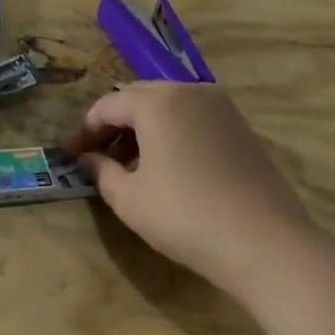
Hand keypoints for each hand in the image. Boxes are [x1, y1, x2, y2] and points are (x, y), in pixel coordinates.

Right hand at [65, 82, 316, 296]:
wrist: (265, 242)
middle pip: (139, 98)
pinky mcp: (242, 128)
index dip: (84, 131)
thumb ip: (101, 171)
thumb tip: (88, 159)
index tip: (69, 156)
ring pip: (169, 107)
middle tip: (96, 157)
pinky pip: (193, 120)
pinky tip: (166, 168)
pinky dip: (171, 134)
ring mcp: (222, 108)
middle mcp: (191, 92)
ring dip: (142, 129)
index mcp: (159, 101)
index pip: (107, 105)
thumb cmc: (185, 216)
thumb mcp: (129, 198)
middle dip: (113, 125)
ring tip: (129, 165)